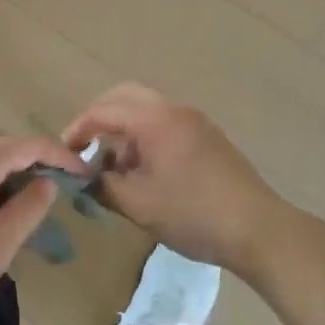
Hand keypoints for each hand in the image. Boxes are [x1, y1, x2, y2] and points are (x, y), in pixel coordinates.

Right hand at [64, 84, 287, 275]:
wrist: (258, 229)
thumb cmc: (193, 215)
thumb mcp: (139, 205)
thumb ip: (103, 185)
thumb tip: (86, 175)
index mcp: (155, 120)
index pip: (104, 111)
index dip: (78, 129)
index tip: (66, 153)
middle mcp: (174, 109)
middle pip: (125, 95)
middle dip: (100, 117)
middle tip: (85, 146)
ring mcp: (195, 120)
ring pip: (146, 108)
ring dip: (124, 127)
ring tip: (115, 165)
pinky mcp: (208, 136)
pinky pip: (165, 122)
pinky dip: (145, 135)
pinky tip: (145, 169)